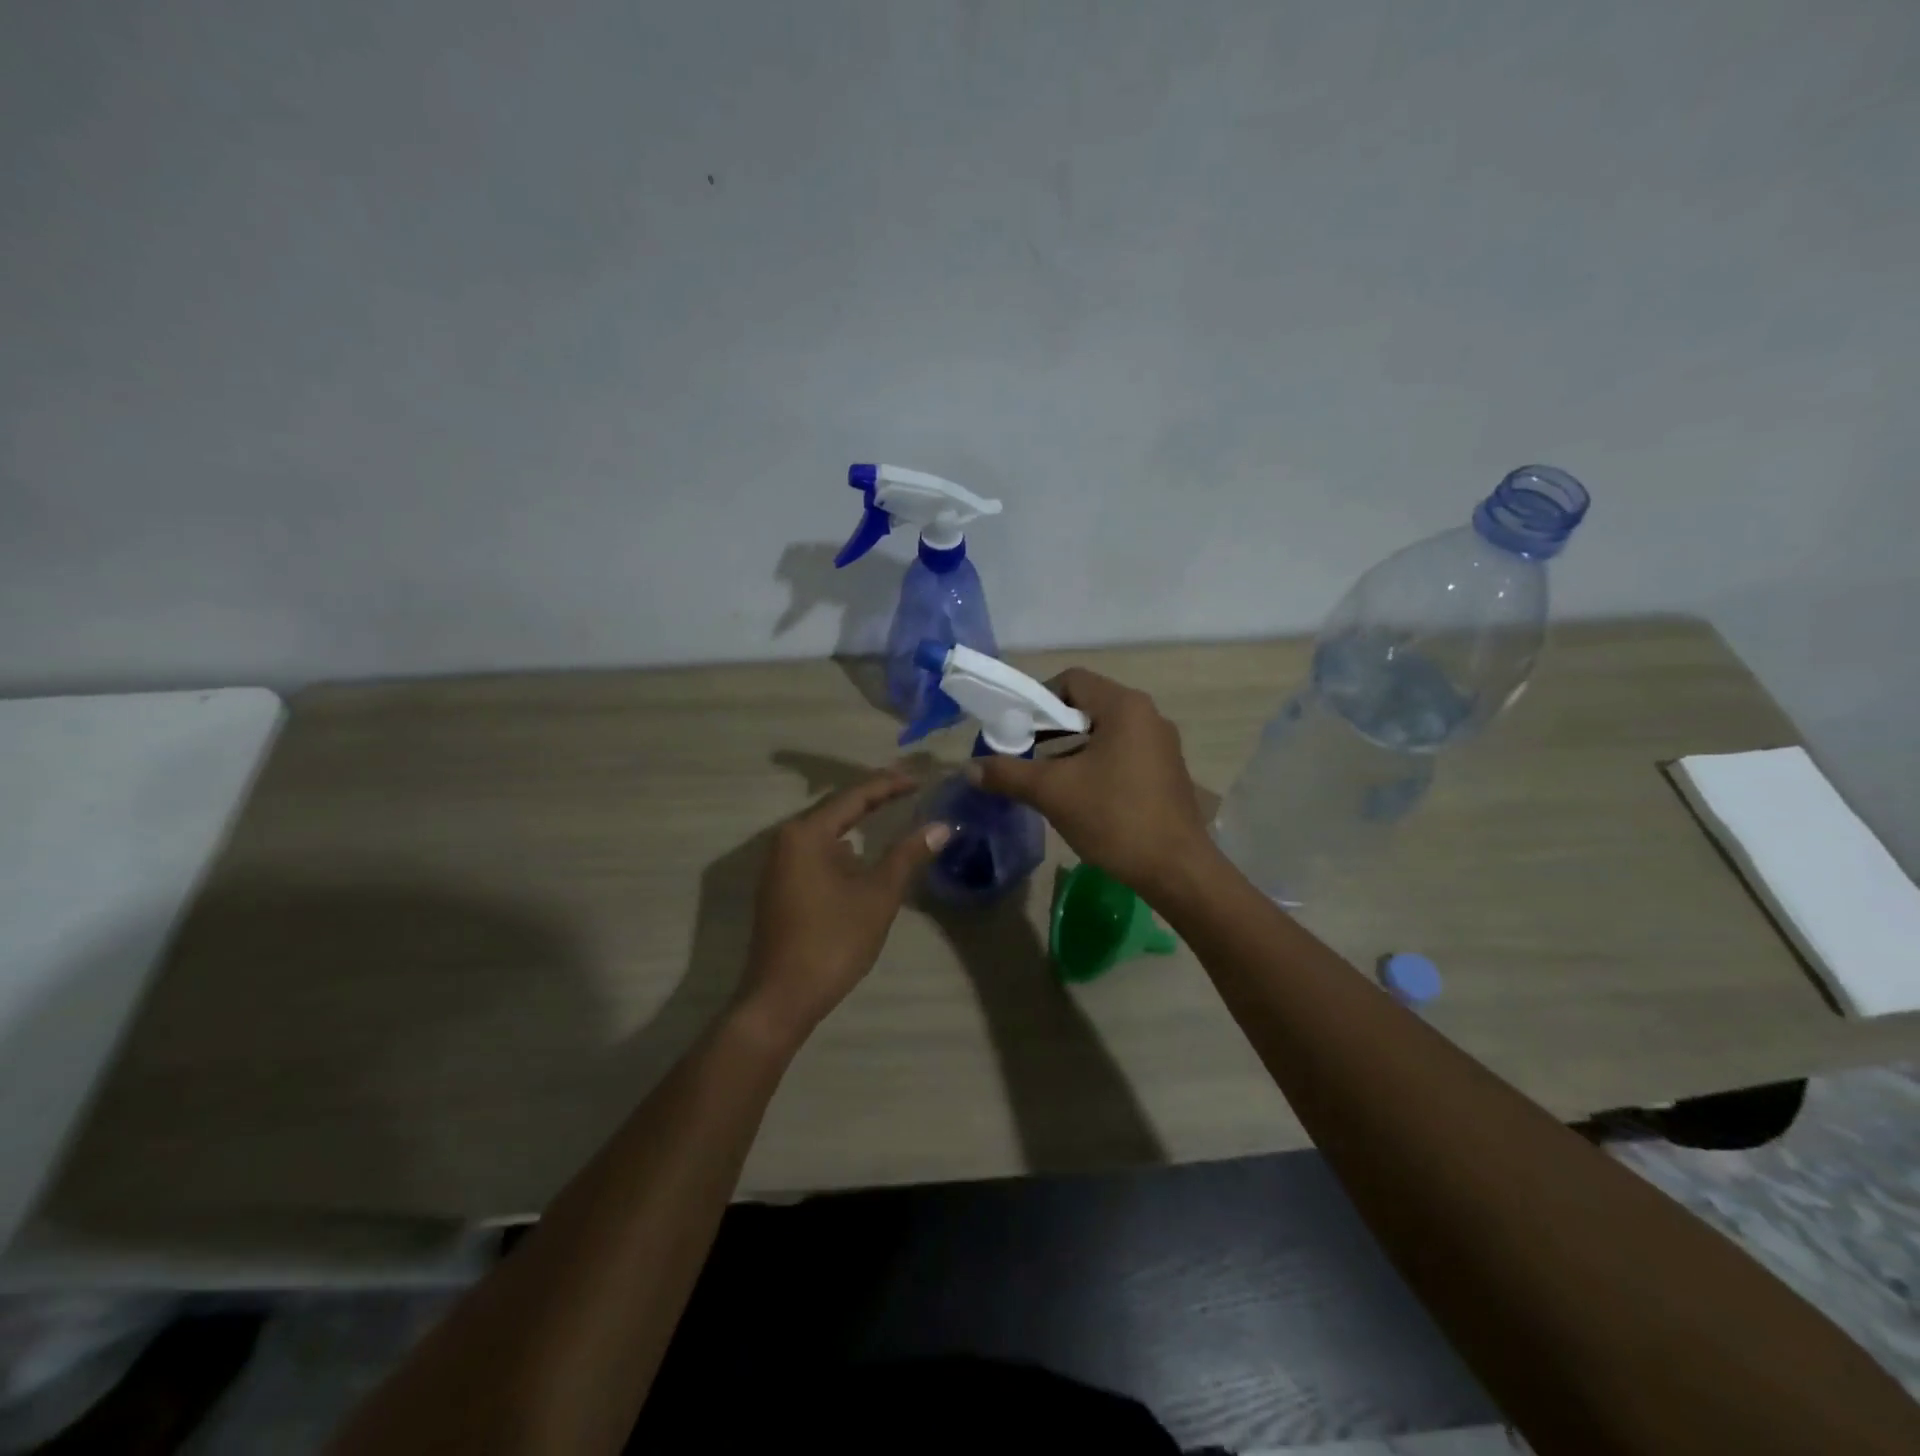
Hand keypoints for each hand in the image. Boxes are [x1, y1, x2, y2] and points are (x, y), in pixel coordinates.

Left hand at [736, 768, 949, 1044]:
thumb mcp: (878, 895)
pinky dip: (845, 847)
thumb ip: (908, 855)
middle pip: (837, 808)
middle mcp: (787, 839)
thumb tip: (942, 825)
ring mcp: (780, 864)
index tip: (921, 779)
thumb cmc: (832, 941)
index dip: (890, 784)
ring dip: (858, 823)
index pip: (854, 795)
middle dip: (874, 799)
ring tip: (893, 814)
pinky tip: (865, 855)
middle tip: (910, 789)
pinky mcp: (781, 886)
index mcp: (807, 833)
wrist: (782, 998)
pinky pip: (818, 852)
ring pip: (827, 832)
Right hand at [971, 668, 1213, 899]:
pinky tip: (1081, 794)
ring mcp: (1162, 744)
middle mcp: (1148, 715)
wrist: (1176, 869)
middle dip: (1051, 727)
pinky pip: (1122, 752)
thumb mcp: (1052, 792)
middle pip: (1087, 705)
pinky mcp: (1167, 770)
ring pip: (1104, 732)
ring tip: (1047, 778)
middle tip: (1025, 754)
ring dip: (1072, 748)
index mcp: (1124, 706)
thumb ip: (1008, 773)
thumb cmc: (1114, 817)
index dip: (1037, 699)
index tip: (1016, 729)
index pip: (1071, 680)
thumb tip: (968, 768)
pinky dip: (1096, 763)